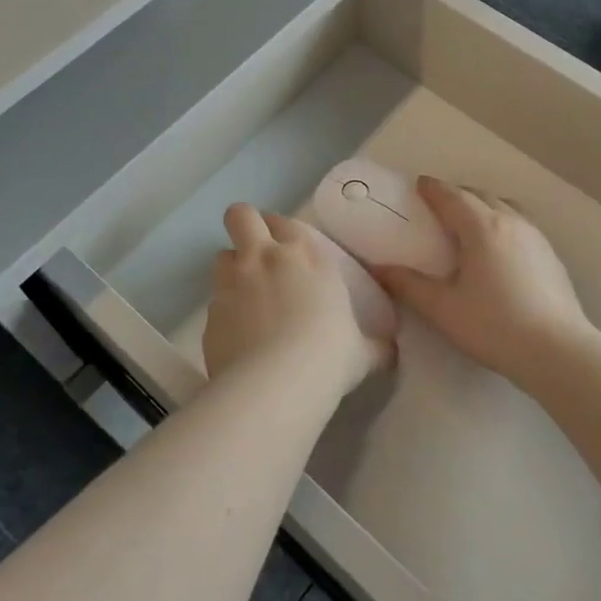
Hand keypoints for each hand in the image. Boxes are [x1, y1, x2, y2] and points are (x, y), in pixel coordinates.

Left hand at [202, 204, 392, 391]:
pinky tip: (237, 338)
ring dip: (231, 269)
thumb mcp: (361, 353)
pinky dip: (224, 314)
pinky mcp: (210, 313)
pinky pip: (214, 302)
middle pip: (241, 216)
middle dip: (244, 225)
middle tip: (254, 251)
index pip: (286, 222)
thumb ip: (374, 346)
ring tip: (244, 296)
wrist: (276, 384)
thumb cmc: (328, 357)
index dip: (281, 230)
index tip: (286, 247)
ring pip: (220, 255)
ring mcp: (232, 283)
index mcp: (305, 257)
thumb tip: (389, 351)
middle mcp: (264, 259)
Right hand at [371, 177, 593, 382]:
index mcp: (482, 228)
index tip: (419, 185)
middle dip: (457, 194)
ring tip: (470, 222)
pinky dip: (502, 222)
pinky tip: (499, 249)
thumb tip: (379, 268)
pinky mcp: (551, 255)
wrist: (558, 351)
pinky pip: (521, 224)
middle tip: (438, 206)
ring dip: (483, 206)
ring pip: (505, 207)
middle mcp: (511, 222)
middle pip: (480, 195)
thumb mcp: (443, 309)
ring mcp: (536, 237)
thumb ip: (409, 285)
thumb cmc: (495, 326)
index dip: (433, 188)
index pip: (452, 196)